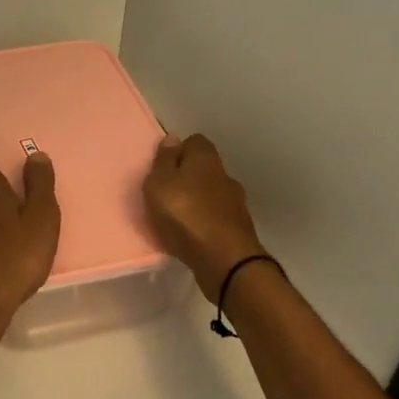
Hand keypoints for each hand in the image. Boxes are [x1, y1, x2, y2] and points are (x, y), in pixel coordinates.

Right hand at [143, 133, 265, 303]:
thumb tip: (173, 138)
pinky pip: (216, 220)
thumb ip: (164, 160)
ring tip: (176, 221)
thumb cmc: (185, 214)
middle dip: (187, 180)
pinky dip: (205, 225)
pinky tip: (192, 237)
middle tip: (165, 197)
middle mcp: (225, 175)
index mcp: (206, 158)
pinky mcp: (239, 230)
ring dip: (196, 204)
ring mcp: (236, 204)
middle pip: (204, 169)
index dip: (177, 152)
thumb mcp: (160, 182)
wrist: (224, 260)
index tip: (162, 171)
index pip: (194, 142)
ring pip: (211, 195)